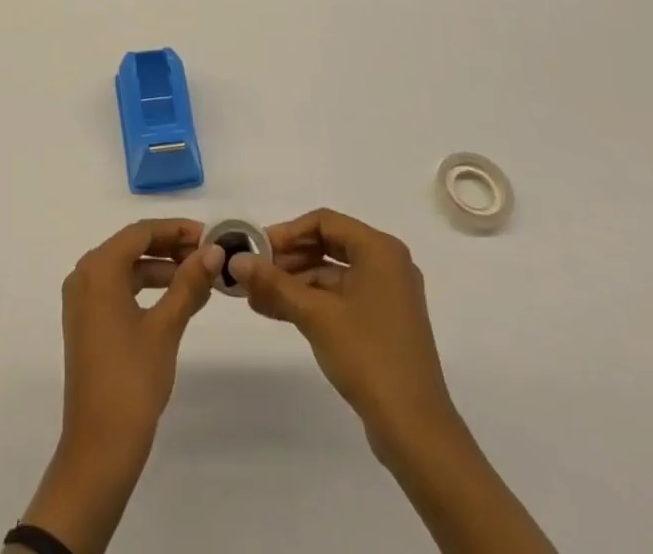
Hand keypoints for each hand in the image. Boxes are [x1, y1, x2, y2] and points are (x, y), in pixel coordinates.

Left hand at [20, 220, 221, 553]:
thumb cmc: (132, 379)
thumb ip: (189, 284)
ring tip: (199, 278)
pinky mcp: (86, 321)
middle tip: (209, 256)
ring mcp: (82, 299)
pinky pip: (118, 289)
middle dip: (171, 247)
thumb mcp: (166, 327)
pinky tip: (175, 300)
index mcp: (98, 268)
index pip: (142, 232)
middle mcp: (84, 275)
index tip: (210, 236)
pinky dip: (146, 288)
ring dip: (161, 268)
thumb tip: (214, 252)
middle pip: (132, 246)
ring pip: (126, 267)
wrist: (99, 447)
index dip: (177, 229)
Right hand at [228, 208, 455, 453]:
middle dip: (288, 259)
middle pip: (328, 245)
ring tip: (257, 297)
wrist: (416, 431)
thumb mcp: (315, 315)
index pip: (324, 222)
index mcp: (379, 250)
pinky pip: (341, 297)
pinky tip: (279, 312)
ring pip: (332, 274)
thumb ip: (274, 283)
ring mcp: (387, 295)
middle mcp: (387, 264)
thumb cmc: (368, 356)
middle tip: (254, 273)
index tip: (257, 249)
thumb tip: (236, 260)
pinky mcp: (383, 323)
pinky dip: (312, 301)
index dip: (287, 232)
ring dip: (295, 283)